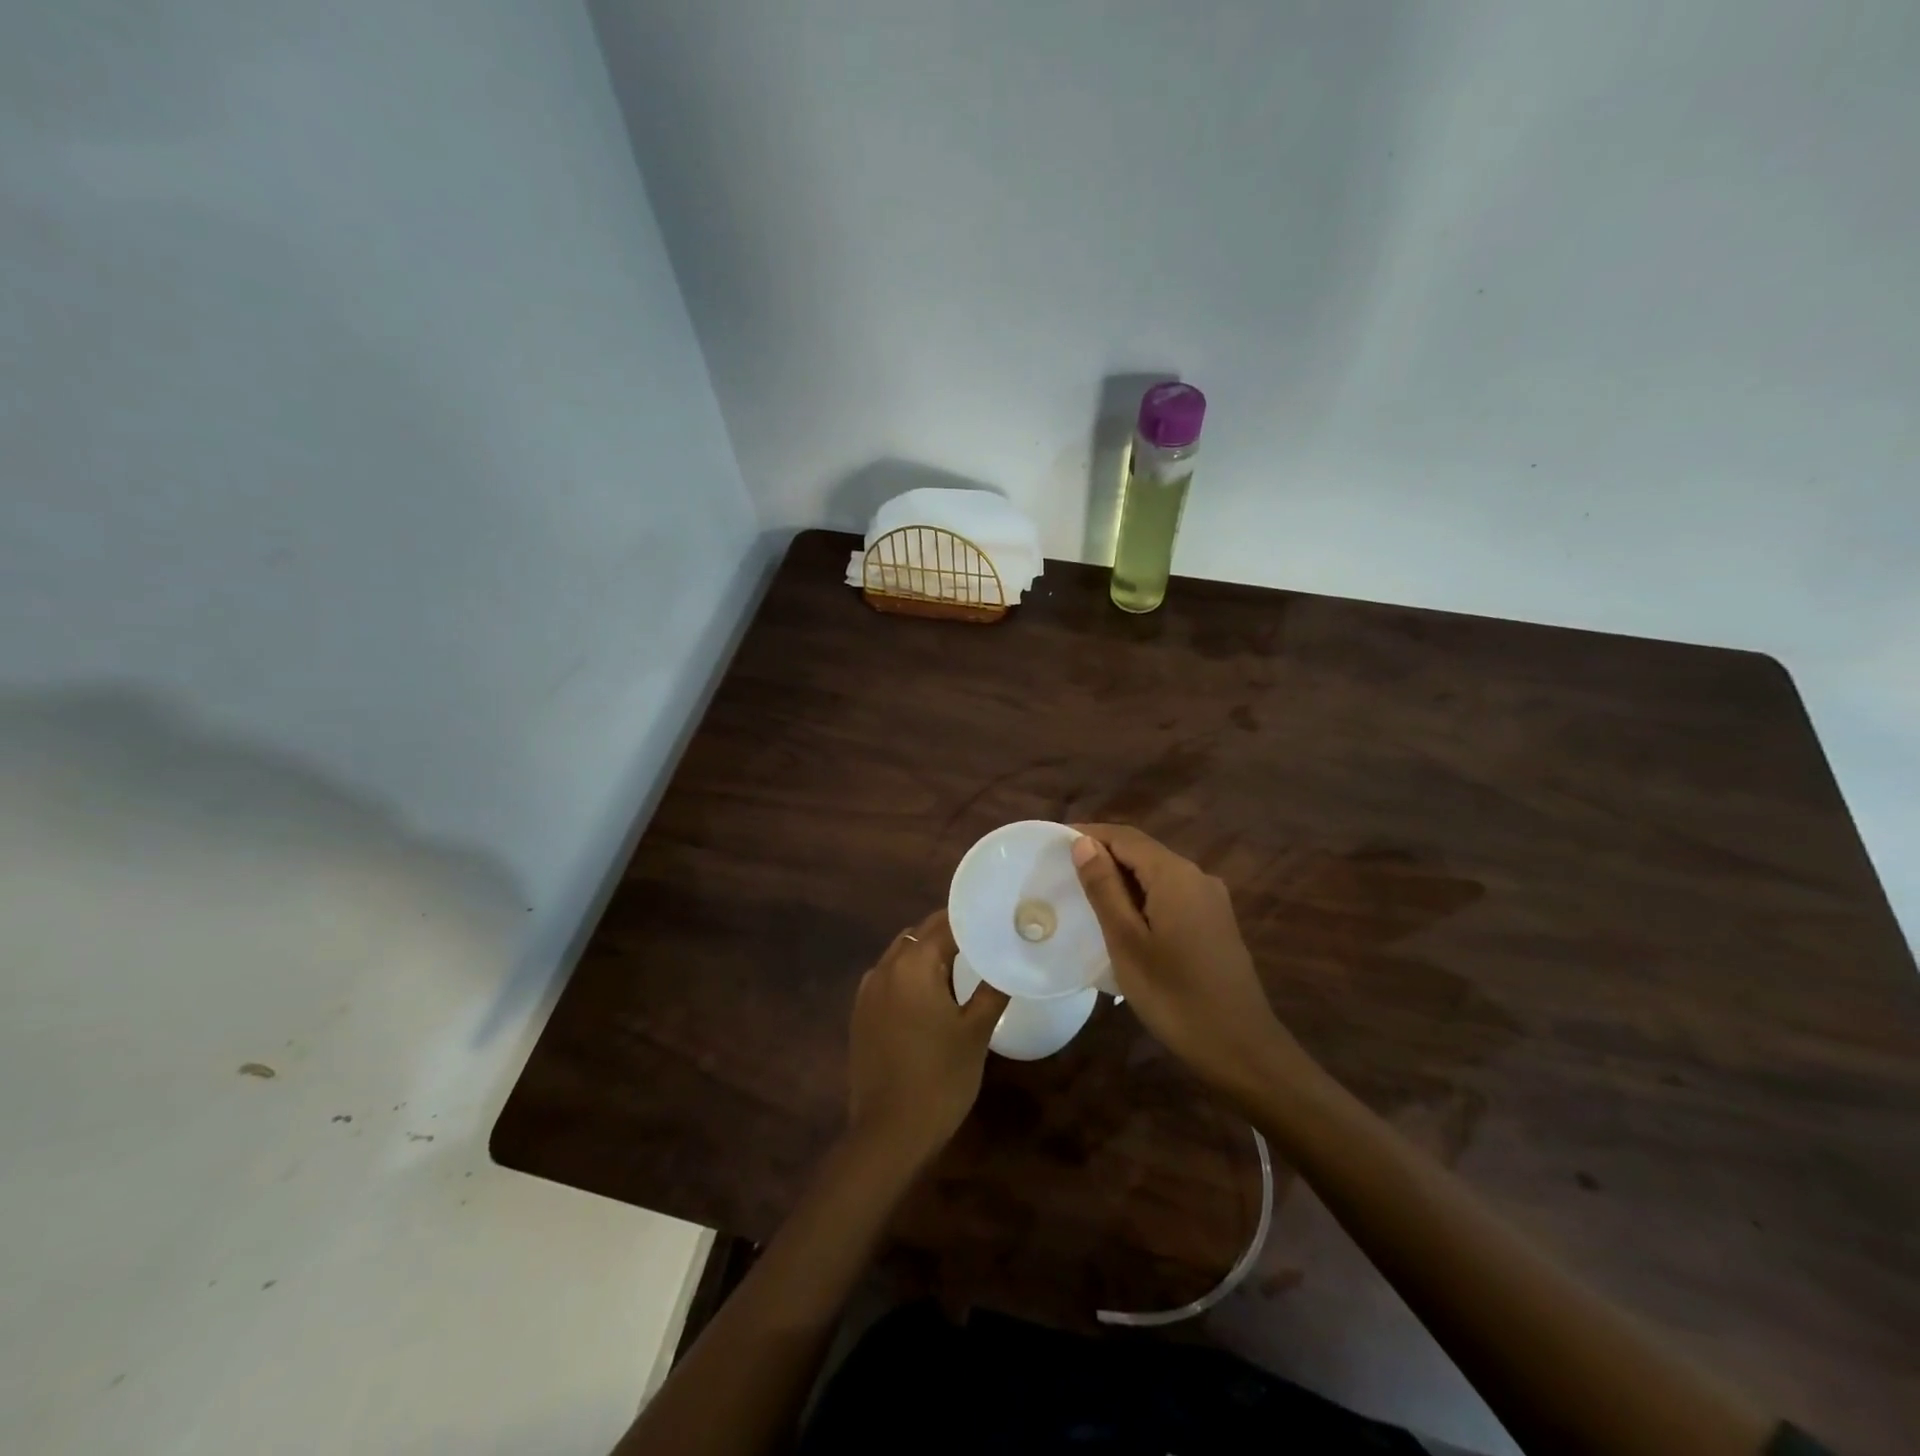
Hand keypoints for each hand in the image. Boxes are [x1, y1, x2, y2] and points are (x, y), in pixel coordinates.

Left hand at [846, 908, 1008, 1168]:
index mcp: (913, 965)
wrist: (889, 1134)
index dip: (972, 918)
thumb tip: (1008, 959)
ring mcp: (868, 991)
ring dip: (929, 952)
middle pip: (921, 934)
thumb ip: (992, 989)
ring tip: (963, 962)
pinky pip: (889, 977)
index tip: (996, 916)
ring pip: (903, 953)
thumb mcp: (976, 1032)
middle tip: (985, 937)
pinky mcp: (861, 1013)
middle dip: (951, 931)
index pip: (945, 924)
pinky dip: (911, 973)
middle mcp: (885, 967)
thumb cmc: (939, 1079)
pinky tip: (932, 992)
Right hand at [1070, 823, 1296, 1098]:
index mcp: (1175, 875)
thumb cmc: (1174, 995)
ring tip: (1087, 895)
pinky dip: (1143, 897)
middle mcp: (1197, 876)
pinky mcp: (1216, 923)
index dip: (1090, 834)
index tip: (1055, 844)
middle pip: (1144, 852)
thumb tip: (1083, 843)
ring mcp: (1211, 900)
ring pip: (1158, 874)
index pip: (1125, 837)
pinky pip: (1172, 894)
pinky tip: (1125, 920)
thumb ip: (1104, 888)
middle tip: (1064, 872)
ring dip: (1123, 878)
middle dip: (1104, 855)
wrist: (1241, 1048)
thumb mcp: (1126, 941)